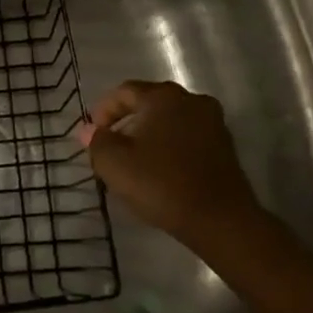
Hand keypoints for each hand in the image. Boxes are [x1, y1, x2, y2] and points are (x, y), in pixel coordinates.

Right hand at [81, 80, 274, 249]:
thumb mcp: (114, 164)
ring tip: (133, 162)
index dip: (102, 111)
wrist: (220, 220)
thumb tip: (88, 130)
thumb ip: (97, 142)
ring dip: (148, 135)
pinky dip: (169, 147)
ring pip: (169, 120)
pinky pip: (187, 137)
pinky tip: (159, 171)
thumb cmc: (161, 184)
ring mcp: (213, 122)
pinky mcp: (225, 146)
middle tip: (110, 148)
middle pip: (149, 103)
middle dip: (125, 123)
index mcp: (163, 97)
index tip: (93, 135)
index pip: (124, 92)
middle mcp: (191, 100)